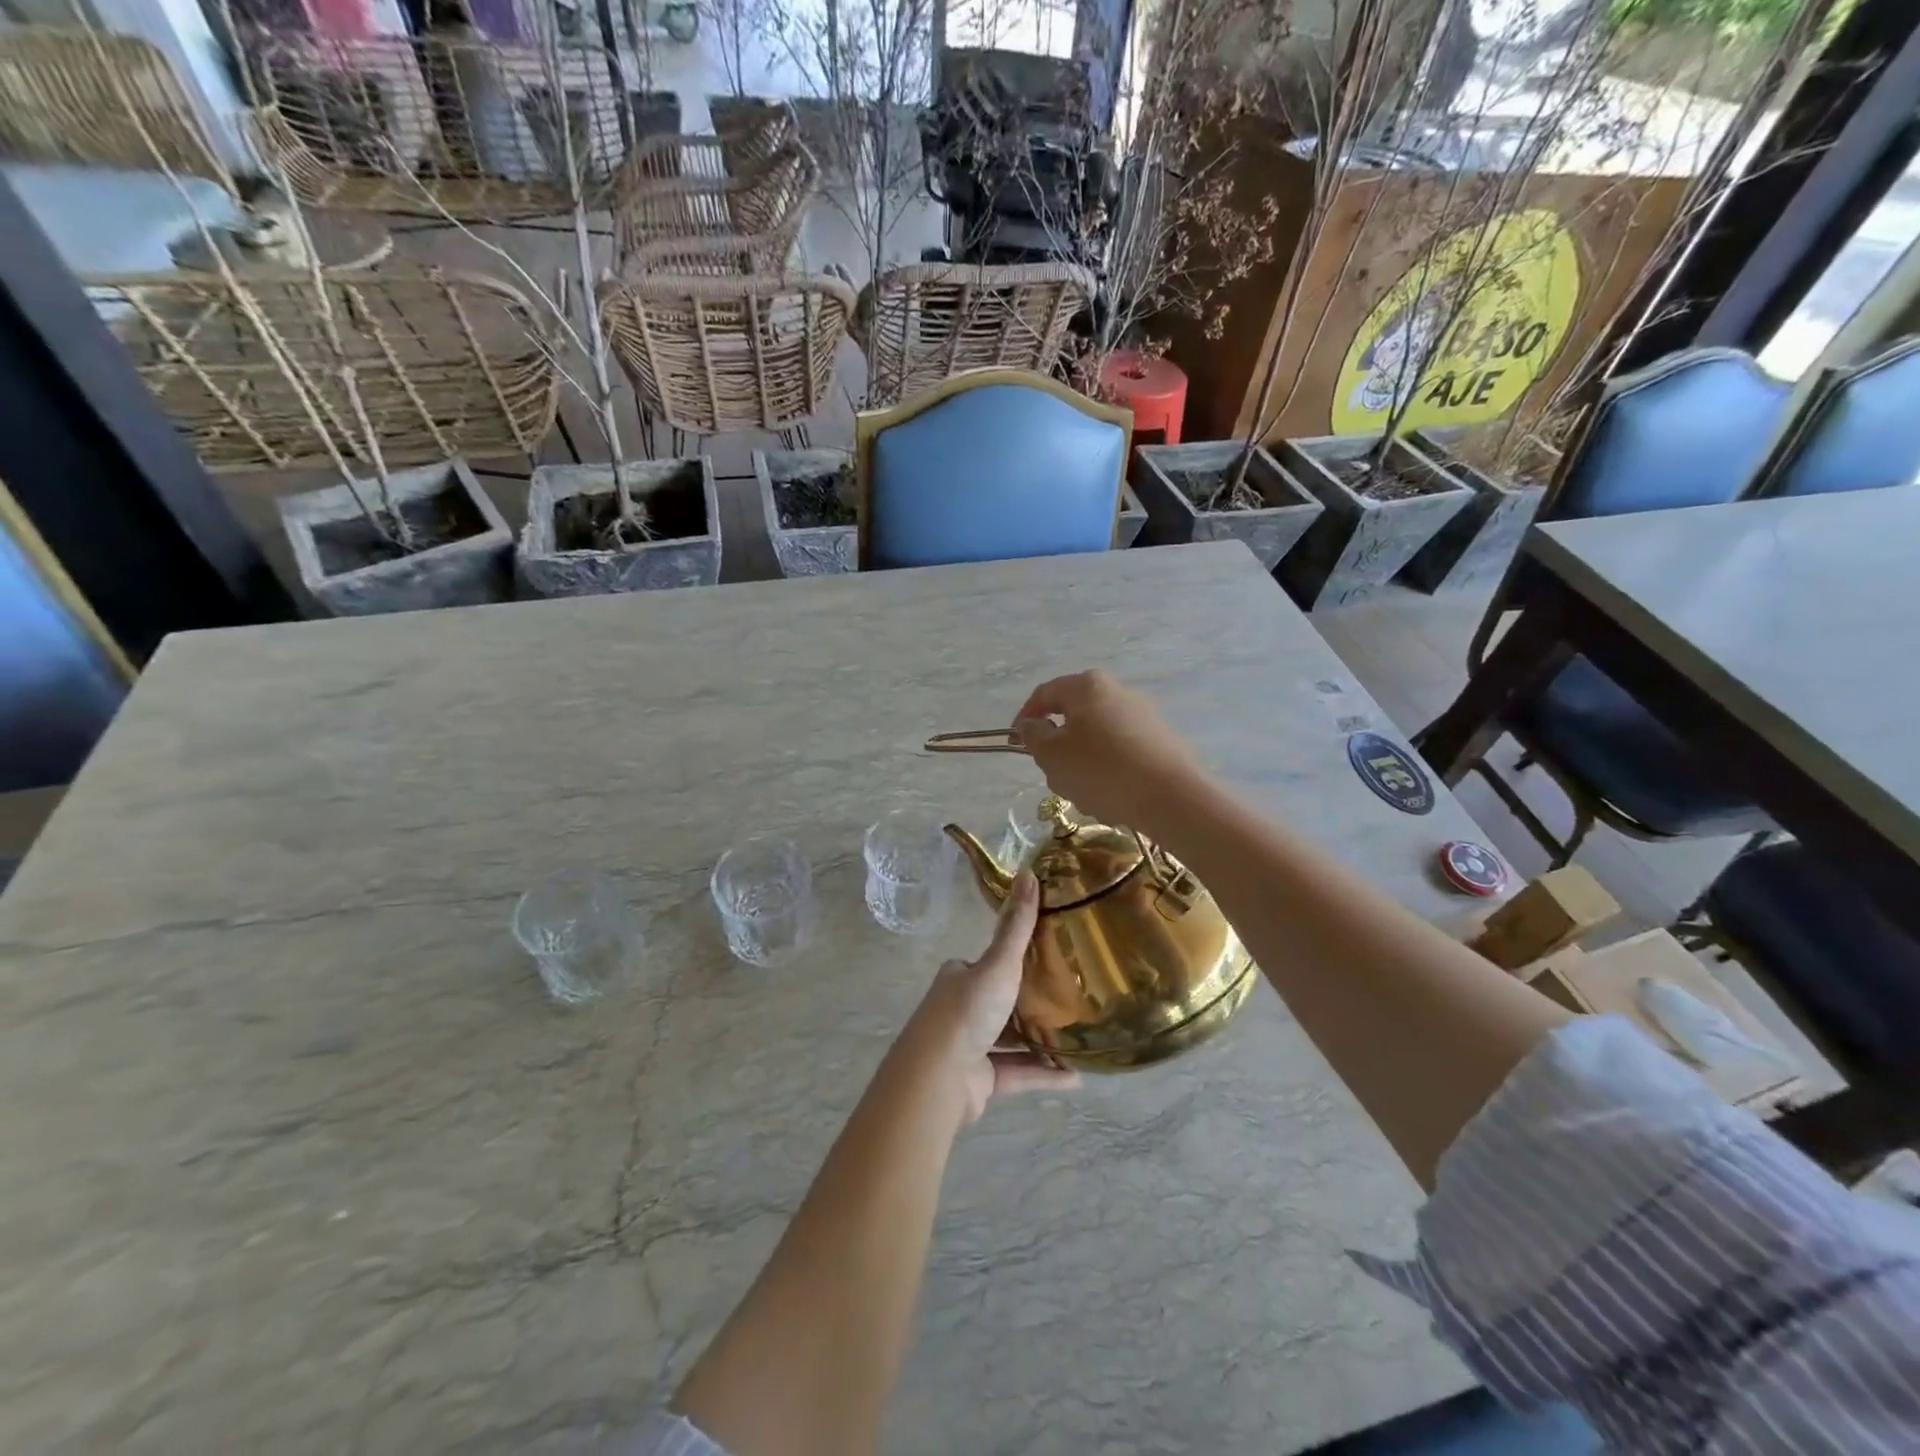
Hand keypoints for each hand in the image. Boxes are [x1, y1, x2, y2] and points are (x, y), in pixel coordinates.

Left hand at [905, 872, 1077, 1123]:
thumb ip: (1017, 926)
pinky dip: (1045, 1073)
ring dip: (1043, 1041)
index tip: (1050, 958)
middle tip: (1073, 998)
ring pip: (1013, 1039)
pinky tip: (1076, 1077)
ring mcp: (971, 1046)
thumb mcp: (998, 963)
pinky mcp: (981, 1080)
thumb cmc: (967, 1011)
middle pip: (1003, 1001)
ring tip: (1080, 1037)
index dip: (1014, 959)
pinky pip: (1020, 1072)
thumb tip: (1028, 872)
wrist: (938, 1077)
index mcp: (960, 978)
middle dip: (1033, 1001)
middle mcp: (962, 1009)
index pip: (988, 963)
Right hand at [1012, 670, 1208, 834]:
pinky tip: (1111, 798)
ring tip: (1084, 795)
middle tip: (1052, 774)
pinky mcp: (1161, 742)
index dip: (1025, 717)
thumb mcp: (1052, 755)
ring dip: (1082, 764)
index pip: (1044, 694)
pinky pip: (1121, 754)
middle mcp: (1117, 692)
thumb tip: (1032, 724)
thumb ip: (1034, 735)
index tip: (1015, 743)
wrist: (1171, 797)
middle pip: (1073, 717)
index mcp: (1087, 686)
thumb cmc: (1100, 770)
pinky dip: (1108, 772)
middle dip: (1058, 747)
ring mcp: (1143, 716)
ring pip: (1096, 739)